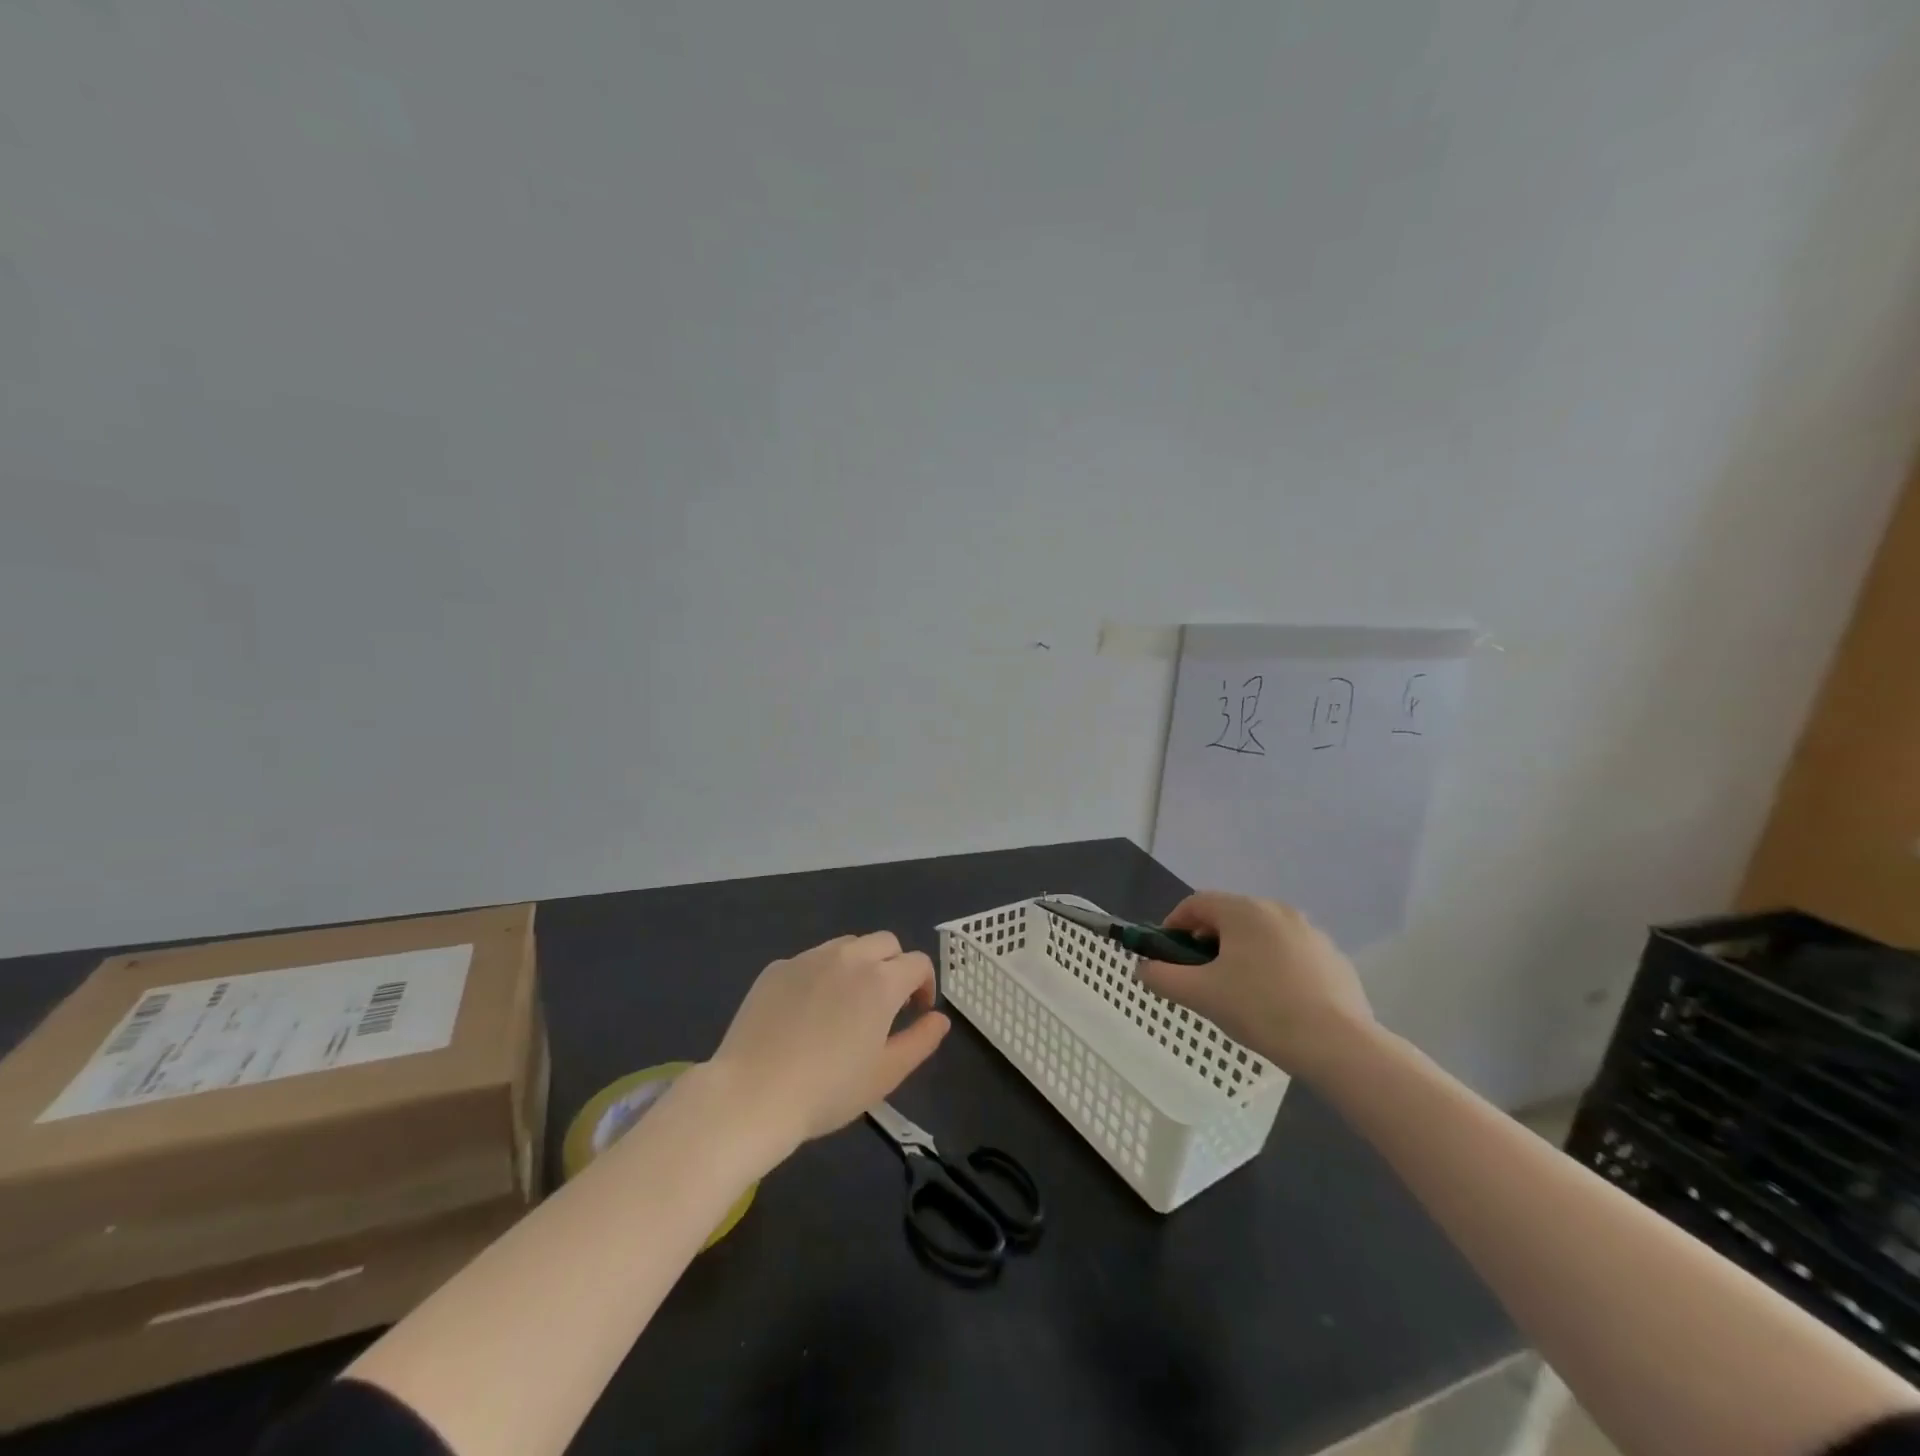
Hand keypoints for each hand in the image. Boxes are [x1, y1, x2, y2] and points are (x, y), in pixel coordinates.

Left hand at [707, 932, 950, 1160]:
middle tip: (886, 1005)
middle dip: (895, 966)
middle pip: (885, 943)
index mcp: (881, 980)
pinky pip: (811, 960)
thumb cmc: (827, 1090)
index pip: (918, 962)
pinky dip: (821, 976)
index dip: (925, 985)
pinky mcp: (777, 968)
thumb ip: (921, 1041)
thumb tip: (939, 1018)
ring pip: (847, 946)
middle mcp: (848, 956)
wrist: (751, 1095)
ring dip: (859, 965)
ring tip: (846, 1005)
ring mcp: (808, 958)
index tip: (917, 1013)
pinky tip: (806, 1013)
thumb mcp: (886, 1074)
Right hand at [1137, 892, 1374, 1079]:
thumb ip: (1162, 977)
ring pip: (1261, 936)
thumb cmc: (1261, 1010)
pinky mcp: (1333, 958)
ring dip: (1241, 955)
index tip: (1167, 954)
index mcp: (1244, 910)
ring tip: (1238, 994)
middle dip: (1208, 942)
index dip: (1173, 925)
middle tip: (1200, 978)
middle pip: (1229, 917)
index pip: (1196, 903)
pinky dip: (1273, 969)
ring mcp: (1311, 933)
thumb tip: (1142, 969)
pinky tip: (1276, 1004)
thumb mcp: (1200, 995)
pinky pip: (1290, 955)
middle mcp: (1278, 910)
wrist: (1339, 1045)